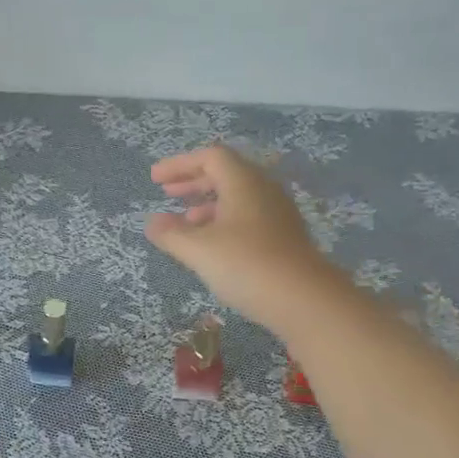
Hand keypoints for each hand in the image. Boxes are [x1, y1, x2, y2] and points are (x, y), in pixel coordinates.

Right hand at [146, 144, 344, 332]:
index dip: (179, 164)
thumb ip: (171, 234)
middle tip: (167, 194)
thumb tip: (152, 222)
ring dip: (208, 204)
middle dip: (193, 181)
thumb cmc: (247, 265)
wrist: (305, 300)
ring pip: (237, 197)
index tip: (155, 179)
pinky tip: (212, 245)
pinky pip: (248, 216)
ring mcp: (277, 213)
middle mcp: (263, 189)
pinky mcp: (284, 237)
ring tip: (185, 223)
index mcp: (243, 181)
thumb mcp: (199, 250)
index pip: (210, 157)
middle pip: (225, 173)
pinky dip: (224, 221)